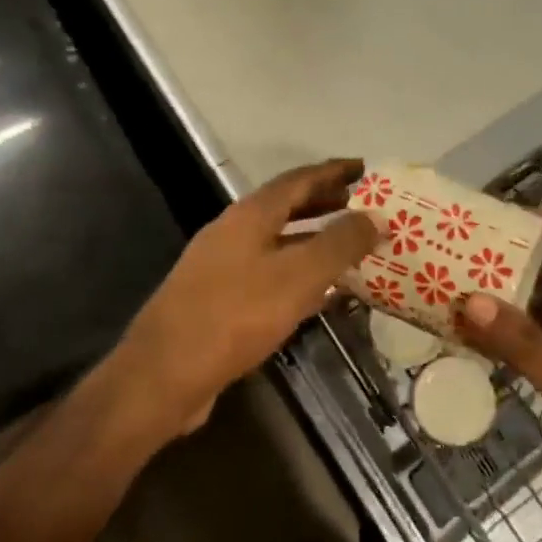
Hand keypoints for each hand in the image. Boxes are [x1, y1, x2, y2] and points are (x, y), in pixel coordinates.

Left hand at [115, 159, 378, 438]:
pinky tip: (318, 294)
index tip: (365, 167)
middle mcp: (233, 231)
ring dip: (313, 239)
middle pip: (286, 206)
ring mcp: (221, 266)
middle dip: (325, 202)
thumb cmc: (235, 315)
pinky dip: (297, 272)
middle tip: (362, 206)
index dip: (333, 171)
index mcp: (250, 215)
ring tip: (349, 247)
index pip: (299, 179)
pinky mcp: (218, 299)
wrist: (164, 374)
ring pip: (277, 241)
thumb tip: (377, 216)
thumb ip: (340, 244)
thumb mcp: (298, 276)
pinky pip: (268, 272)